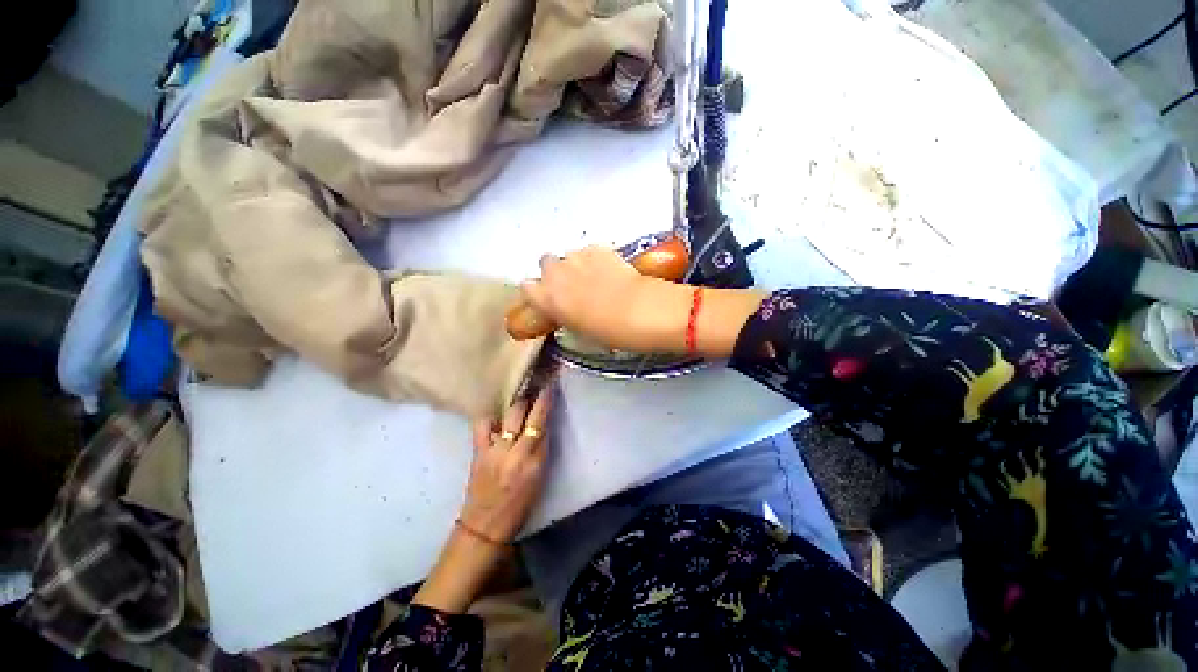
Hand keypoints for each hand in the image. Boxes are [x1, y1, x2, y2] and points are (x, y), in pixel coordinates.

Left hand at [413, 387, 553, 614]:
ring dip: (514, 400)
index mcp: (535, 461)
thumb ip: (541, 449)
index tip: (549, 382)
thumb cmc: (520, 505)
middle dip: (530, 393)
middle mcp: (515, 451)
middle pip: (524, 413)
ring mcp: (494, 450)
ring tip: (517, 389)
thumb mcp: (539, 477)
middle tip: (533, 378)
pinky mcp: (478, 452)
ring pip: (506, 414)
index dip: (546, 400)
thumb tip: (541, 424)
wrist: (485, 525)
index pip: (543, 422)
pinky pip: (483, 425)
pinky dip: (490, 415)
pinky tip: (494, 410)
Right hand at [521, 246, 766, 356]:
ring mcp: (579, 257)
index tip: (549, 300)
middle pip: (545, 263)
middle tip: (573, 287)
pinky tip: (608, 271)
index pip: (527, 288)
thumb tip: (566, 308)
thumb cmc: (612, 332)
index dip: (538, 293)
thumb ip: (566, 315)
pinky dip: (593, 259)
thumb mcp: (582, 331)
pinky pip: (588, 252)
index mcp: (549, 298)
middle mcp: (557, 273)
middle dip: (555, 273)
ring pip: (568, 256)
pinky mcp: (600, 248)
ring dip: (575, 265)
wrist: (644, 311)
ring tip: (594, 278)